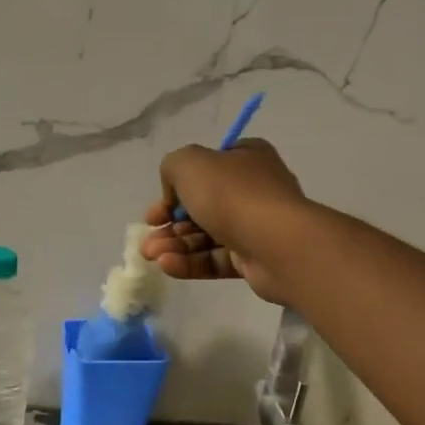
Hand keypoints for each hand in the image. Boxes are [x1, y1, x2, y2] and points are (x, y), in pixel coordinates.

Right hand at [141, 138, 308, 302]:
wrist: (277, 243)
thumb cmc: (232, 195)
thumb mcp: (189, 163)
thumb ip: (172, 168)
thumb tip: (175, 195)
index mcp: (245, 159)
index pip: (206, 169)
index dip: (175, 189)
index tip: (155, 210)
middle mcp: (253, 189)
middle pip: (202, 207)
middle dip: (170, 224)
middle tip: (148, 238)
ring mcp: (255, 227)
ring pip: (206, 236)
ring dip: (175, 245)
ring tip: (151, 255)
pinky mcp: (253, 260)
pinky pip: (216, 260)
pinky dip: (191, 263)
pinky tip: (168, 266)